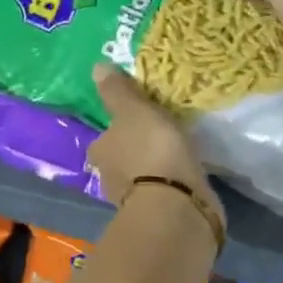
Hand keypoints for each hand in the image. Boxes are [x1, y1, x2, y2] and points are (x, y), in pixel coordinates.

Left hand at [87, 63, 216, 215]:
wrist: (177, 205)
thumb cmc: (151, 150)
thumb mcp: (134, 110)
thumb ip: (117, 91)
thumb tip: (96, 67)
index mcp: (100, 150)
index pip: (104, 136)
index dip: (119, 128)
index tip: (139, 121)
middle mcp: (108, 177)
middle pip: (120, 158)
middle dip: (136, 150)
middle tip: (161, 136)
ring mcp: (132, 200)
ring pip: (140, 177)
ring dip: (154, 169)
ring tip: (177, 155)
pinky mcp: (157, 215)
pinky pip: (162, 192)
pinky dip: (169, 186)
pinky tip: (185, 177)